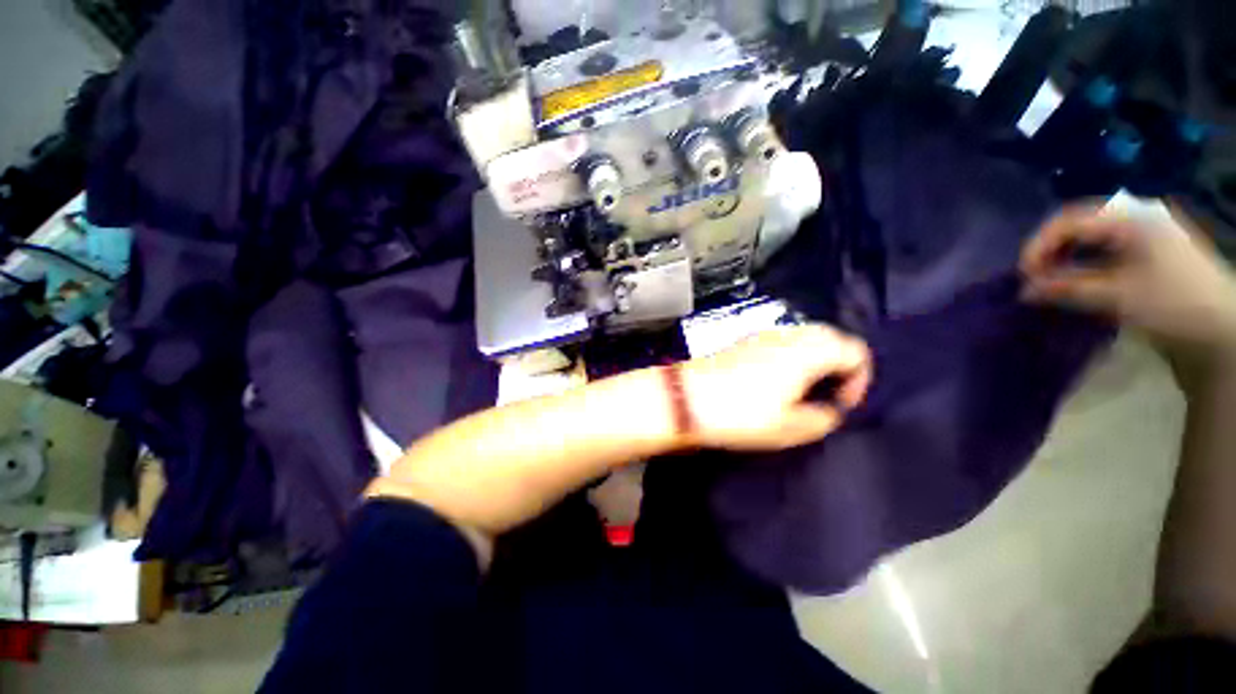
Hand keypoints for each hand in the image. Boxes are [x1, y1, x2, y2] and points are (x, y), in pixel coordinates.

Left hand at [682, 325, 871, 450]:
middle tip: (827, 395)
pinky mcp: (744, 342)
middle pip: (831, 338)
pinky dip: (791, 358)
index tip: (842, 404)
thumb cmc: (742, 413)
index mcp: (807, 350)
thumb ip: (824, 418)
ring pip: (804, 338)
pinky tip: (777, 382)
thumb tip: (830, 409)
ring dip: (814, 361)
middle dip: (838, 366)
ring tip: (803, 392)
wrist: (687, 398)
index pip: (855, 351)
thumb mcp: (791, 427)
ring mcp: (763, 335)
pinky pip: (781, 343)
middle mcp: (788, 335)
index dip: (860, 379)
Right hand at [1021, 203, 1235, 357]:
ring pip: (1091, 234)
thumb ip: (1068, 288)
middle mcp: (1138, 214)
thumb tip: (1024, 291)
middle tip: (1035, 279)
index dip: (1039, 246)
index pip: (1069, 220)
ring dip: (1067, 256)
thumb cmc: (1173, 306)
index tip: (1024, 276)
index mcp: (1132, 217)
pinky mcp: (1151, 248)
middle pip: (1079, 223)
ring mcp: (1147, 230)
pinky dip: (1085, 260)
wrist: (1224, 330)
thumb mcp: (1118, 297)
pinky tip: (1079, 278)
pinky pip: (1107, 245)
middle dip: (1050, 250)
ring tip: (1053, 280)